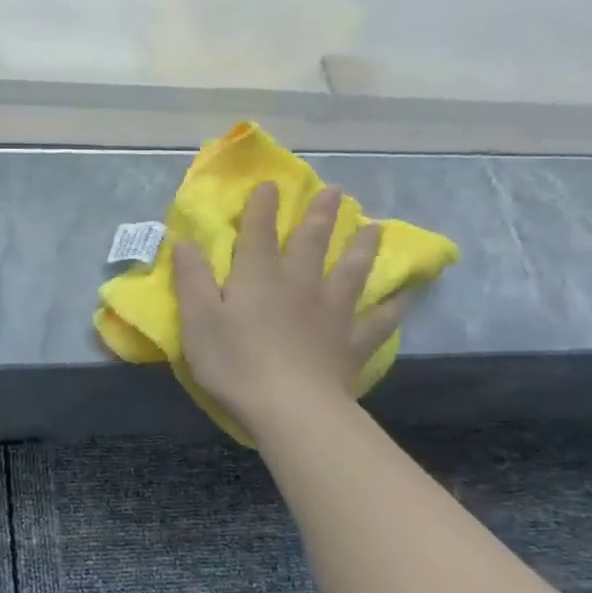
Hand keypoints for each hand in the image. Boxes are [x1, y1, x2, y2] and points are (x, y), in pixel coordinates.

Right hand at [175, 182, 413, 437]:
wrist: (292, 408)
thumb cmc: (235, 363)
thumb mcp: (198, 321)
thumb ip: (192, 279)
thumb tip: (184, 241)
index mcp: (258, 277)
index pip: (258, 233)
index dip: (262, 207)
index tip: (271, 184)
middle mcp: (299, 284)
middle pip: (311, 242)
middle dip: (319, 215)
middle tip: (336, 192)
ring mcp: (332, 312)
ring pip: (351, 271)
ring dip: (361, 247)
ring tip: (374, 228)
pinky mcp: (352, 342)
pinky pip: (380, 319)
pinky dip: (394, 305)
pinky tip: (406, 294)